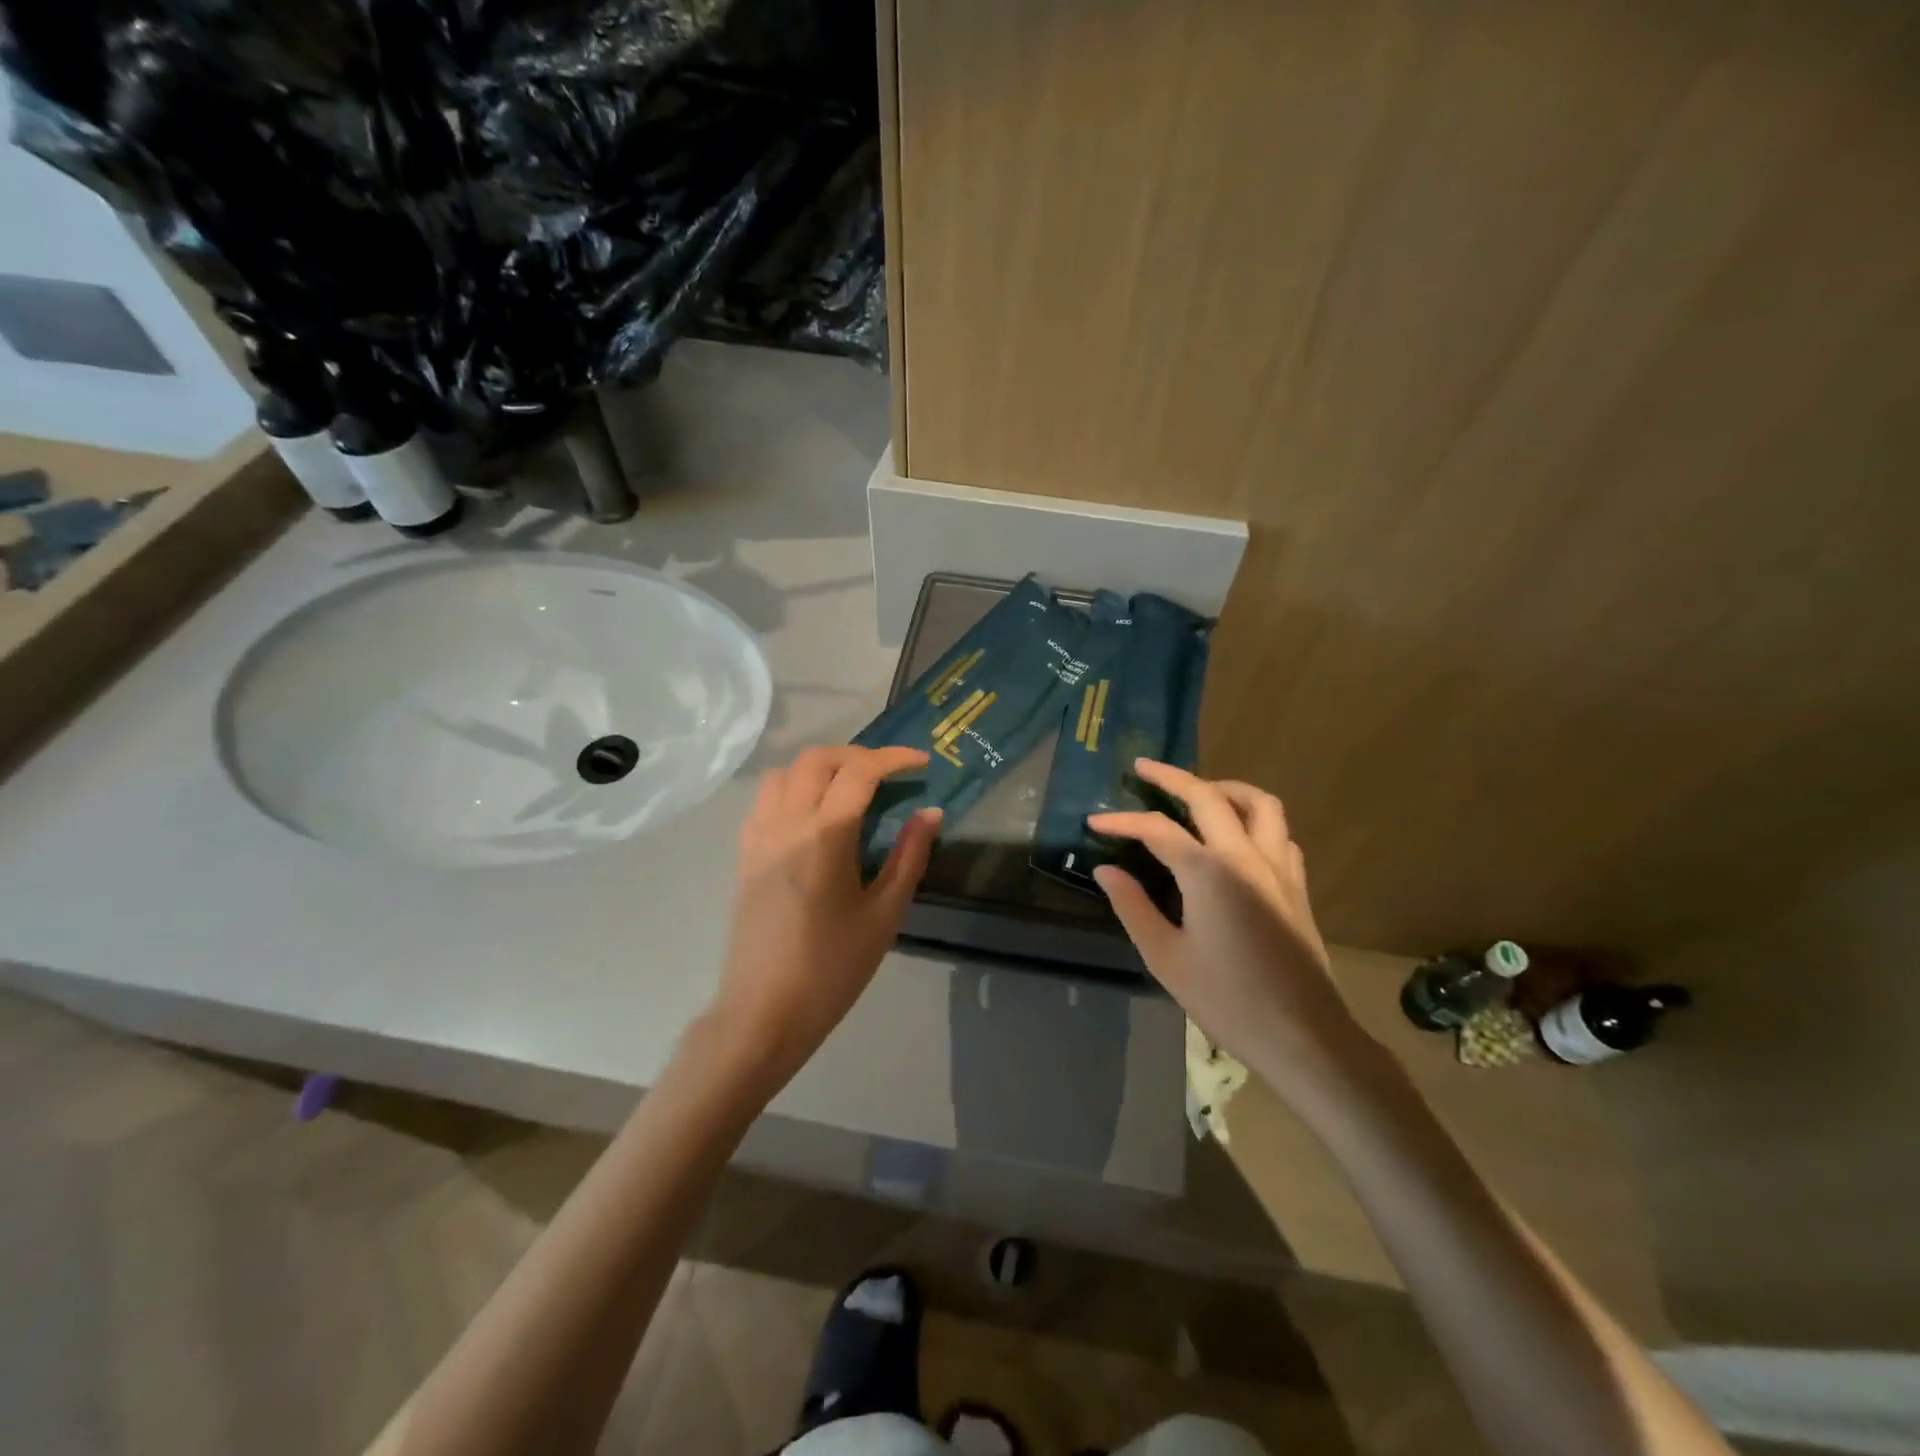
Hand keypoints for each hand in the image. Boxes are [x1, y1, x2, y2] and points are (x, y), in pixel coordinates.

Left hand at [704, 745, 941, 1091]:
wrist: (764, 1012)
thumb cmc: (832, 968)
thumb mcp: (884, 914)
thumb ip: (910, 857)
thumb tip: (930, 813)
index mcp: (824, 836)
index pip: (859, 771)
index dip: (894, 758)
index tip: (921, 764)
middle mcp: (786, 823)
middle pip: (817, 759)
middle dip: (858, 755)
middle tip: (889, 775)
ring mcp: (758, 836)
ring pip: (785, 771)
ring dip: (821, 767)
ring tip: (851, 788)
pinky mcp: (744, 853)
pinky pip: (766, 797)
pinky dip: (794, 786)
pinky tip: (815, 814)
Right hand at [1089, 760, 1367, 1090]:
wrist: (1304, 1037)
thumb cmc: (1227, 1000)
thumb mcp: (1165, 956)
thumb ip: (1132, 906)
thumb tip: (1106, 869)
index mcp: (1208, 871)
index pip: (1157, 829)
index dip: (1122, 821)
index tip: (1093, 821)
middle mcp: (1246, 855)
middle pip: (1209, 796)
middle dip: (1172, 777)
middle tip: (1143, 768)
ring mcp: (1279, 868)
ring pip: (1259, 804)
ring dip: (1225, 789)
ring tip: (1198, 793)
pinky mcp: (1297, 886)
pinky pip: (1279, 833)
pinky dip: (1255, 820)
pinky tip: (1238, 837)